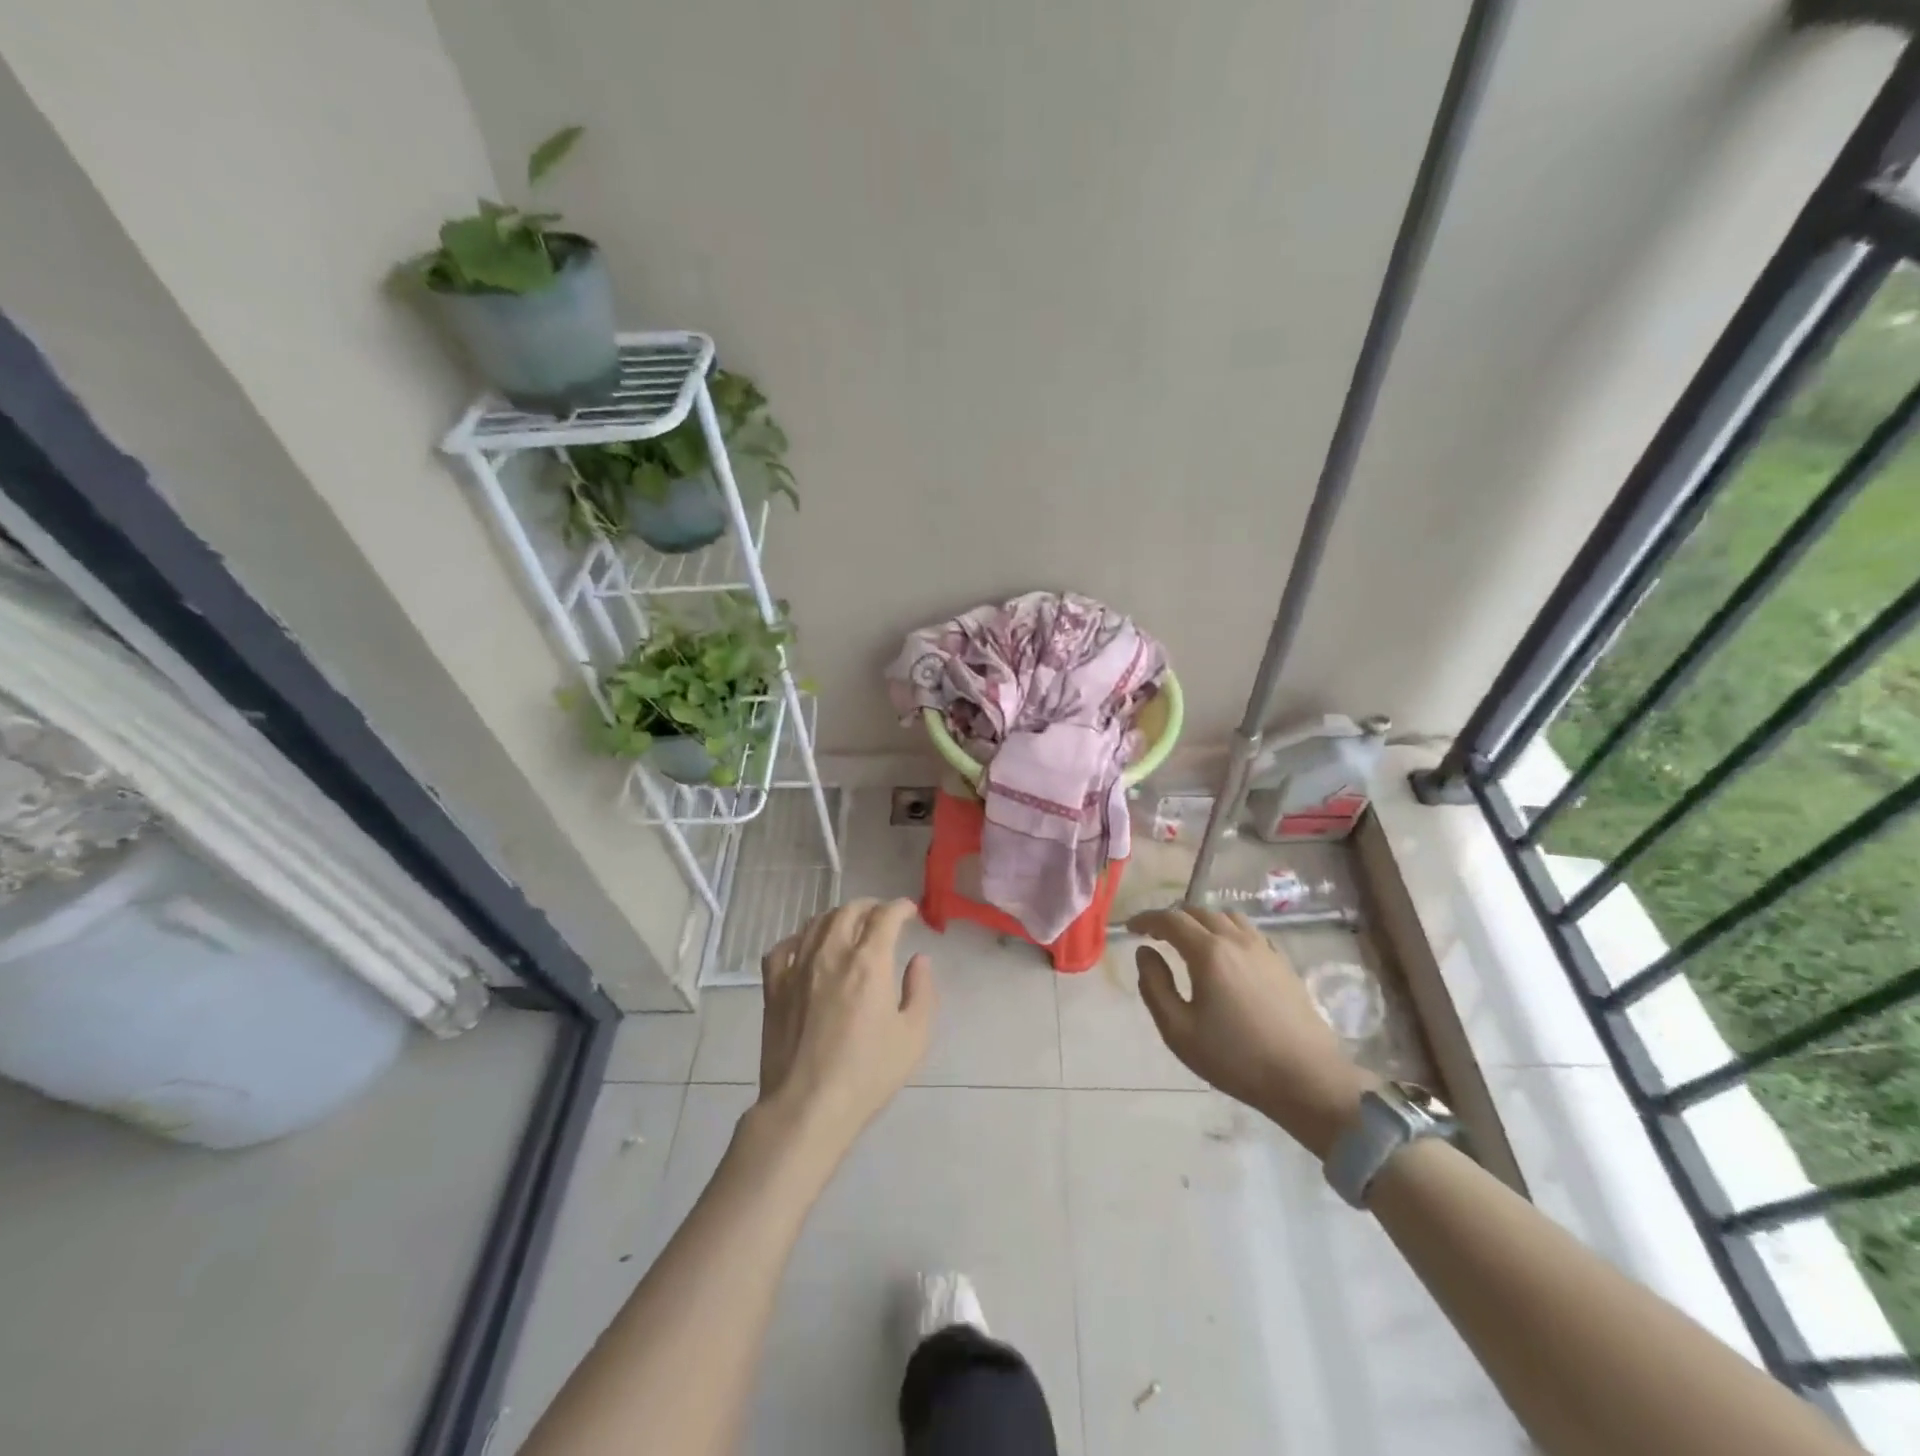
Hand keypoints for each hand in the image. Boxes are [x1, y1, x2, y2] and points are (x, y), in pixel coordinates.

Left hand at [755, 899, 936, 1162]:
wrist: (807, 1106)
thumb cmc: (867, 1074)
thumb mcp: (914, 1036)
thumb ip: (922, 990)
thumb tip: (919, 959)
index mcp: (869, 962)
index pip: (885, 915)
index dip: (900, 907)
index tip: (910, 912)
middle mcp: (832, 953)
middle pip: (849, 910)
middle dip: (871, 906)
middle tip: (883, 918)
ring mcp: (797, 967)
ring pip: (817, 922)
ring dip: (838, 917)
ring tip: (849, 927)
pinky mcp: (774, 986)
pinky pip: (782, 947)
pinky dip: (799, 938)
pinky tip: (806, 947)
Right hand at [1130, 906, 1373, 1157]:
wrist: (1306, 1078)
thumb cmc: (1235, 1058)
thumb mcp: (1179, 1030)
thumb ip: (1154, 986)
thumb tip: (1144, 952)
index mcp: (1208, 952)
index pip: (1170, 919)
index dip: (1147, 919)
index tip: (1131, 928)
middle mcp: (1236, 939)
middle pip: (1198, 911)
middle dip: (1172, 917)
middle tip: (1156, 934)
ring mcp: (1263, 948)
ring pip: (1225, 916)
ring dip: (1201, 920)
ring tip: (1189, 939)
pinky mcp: (1281, 961)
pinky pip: (1248, 930)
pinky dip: (1226, 929)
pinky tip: (1225, 952)